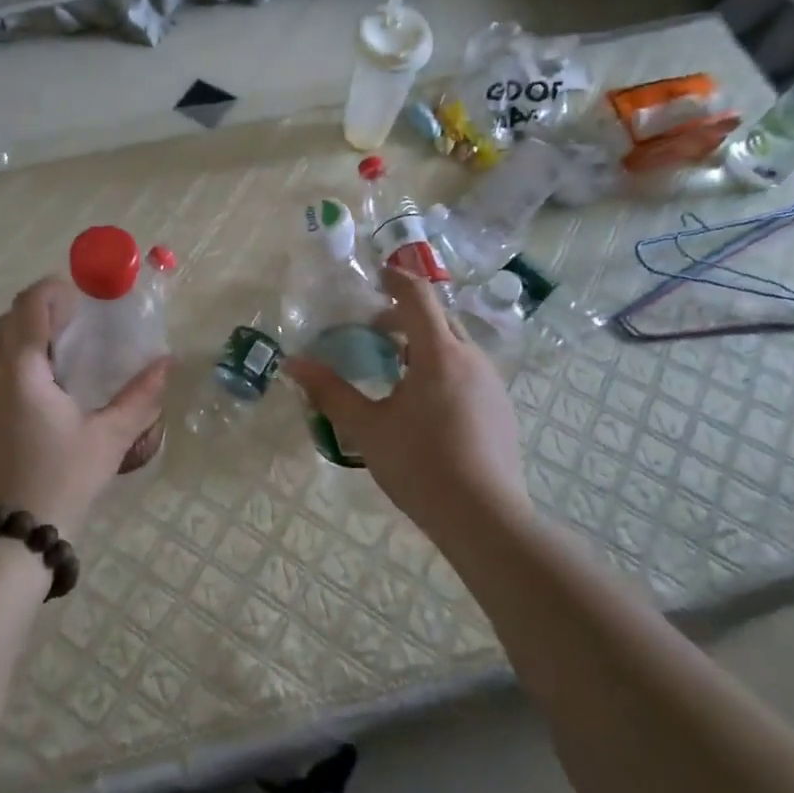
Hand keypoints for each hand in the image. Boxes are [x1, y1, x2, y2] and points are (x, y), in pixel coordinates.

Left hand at [0, 276, 169, 537]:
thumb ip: (141, 397)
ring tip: (66, 354)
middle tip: (78, 323)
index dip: (53, 290)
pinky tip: (47, 390)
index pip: (28, 305)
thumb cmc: (61, 480)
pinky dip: (17, 360)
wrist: (9, 537)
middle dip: (41, 309)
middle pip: (9, 319)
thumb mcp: (109, 438)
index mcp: (21, 369)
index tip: (83, 298)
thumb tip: (166, 364)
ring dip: (26, 335)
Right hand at [282, 268, 530, 542]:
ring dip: (426, 342)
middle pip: (439, 317)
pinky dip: (443, 366)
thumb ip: (330, 392)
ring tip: (396, 367)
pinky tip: (425, 402)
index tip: (375, 274)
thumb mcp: (367, 428)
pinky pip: (469, 369)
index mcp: (438, 353)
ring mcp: (492, 383)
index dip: (395, 278)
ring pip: (457, 344)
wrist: (485, 518)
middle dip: (407, 313)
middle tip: (374, 328)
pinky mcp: (501, 408)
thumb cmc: (420, 465)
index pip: (418, 296)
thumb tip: (291, 364)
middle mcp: (471, 358)